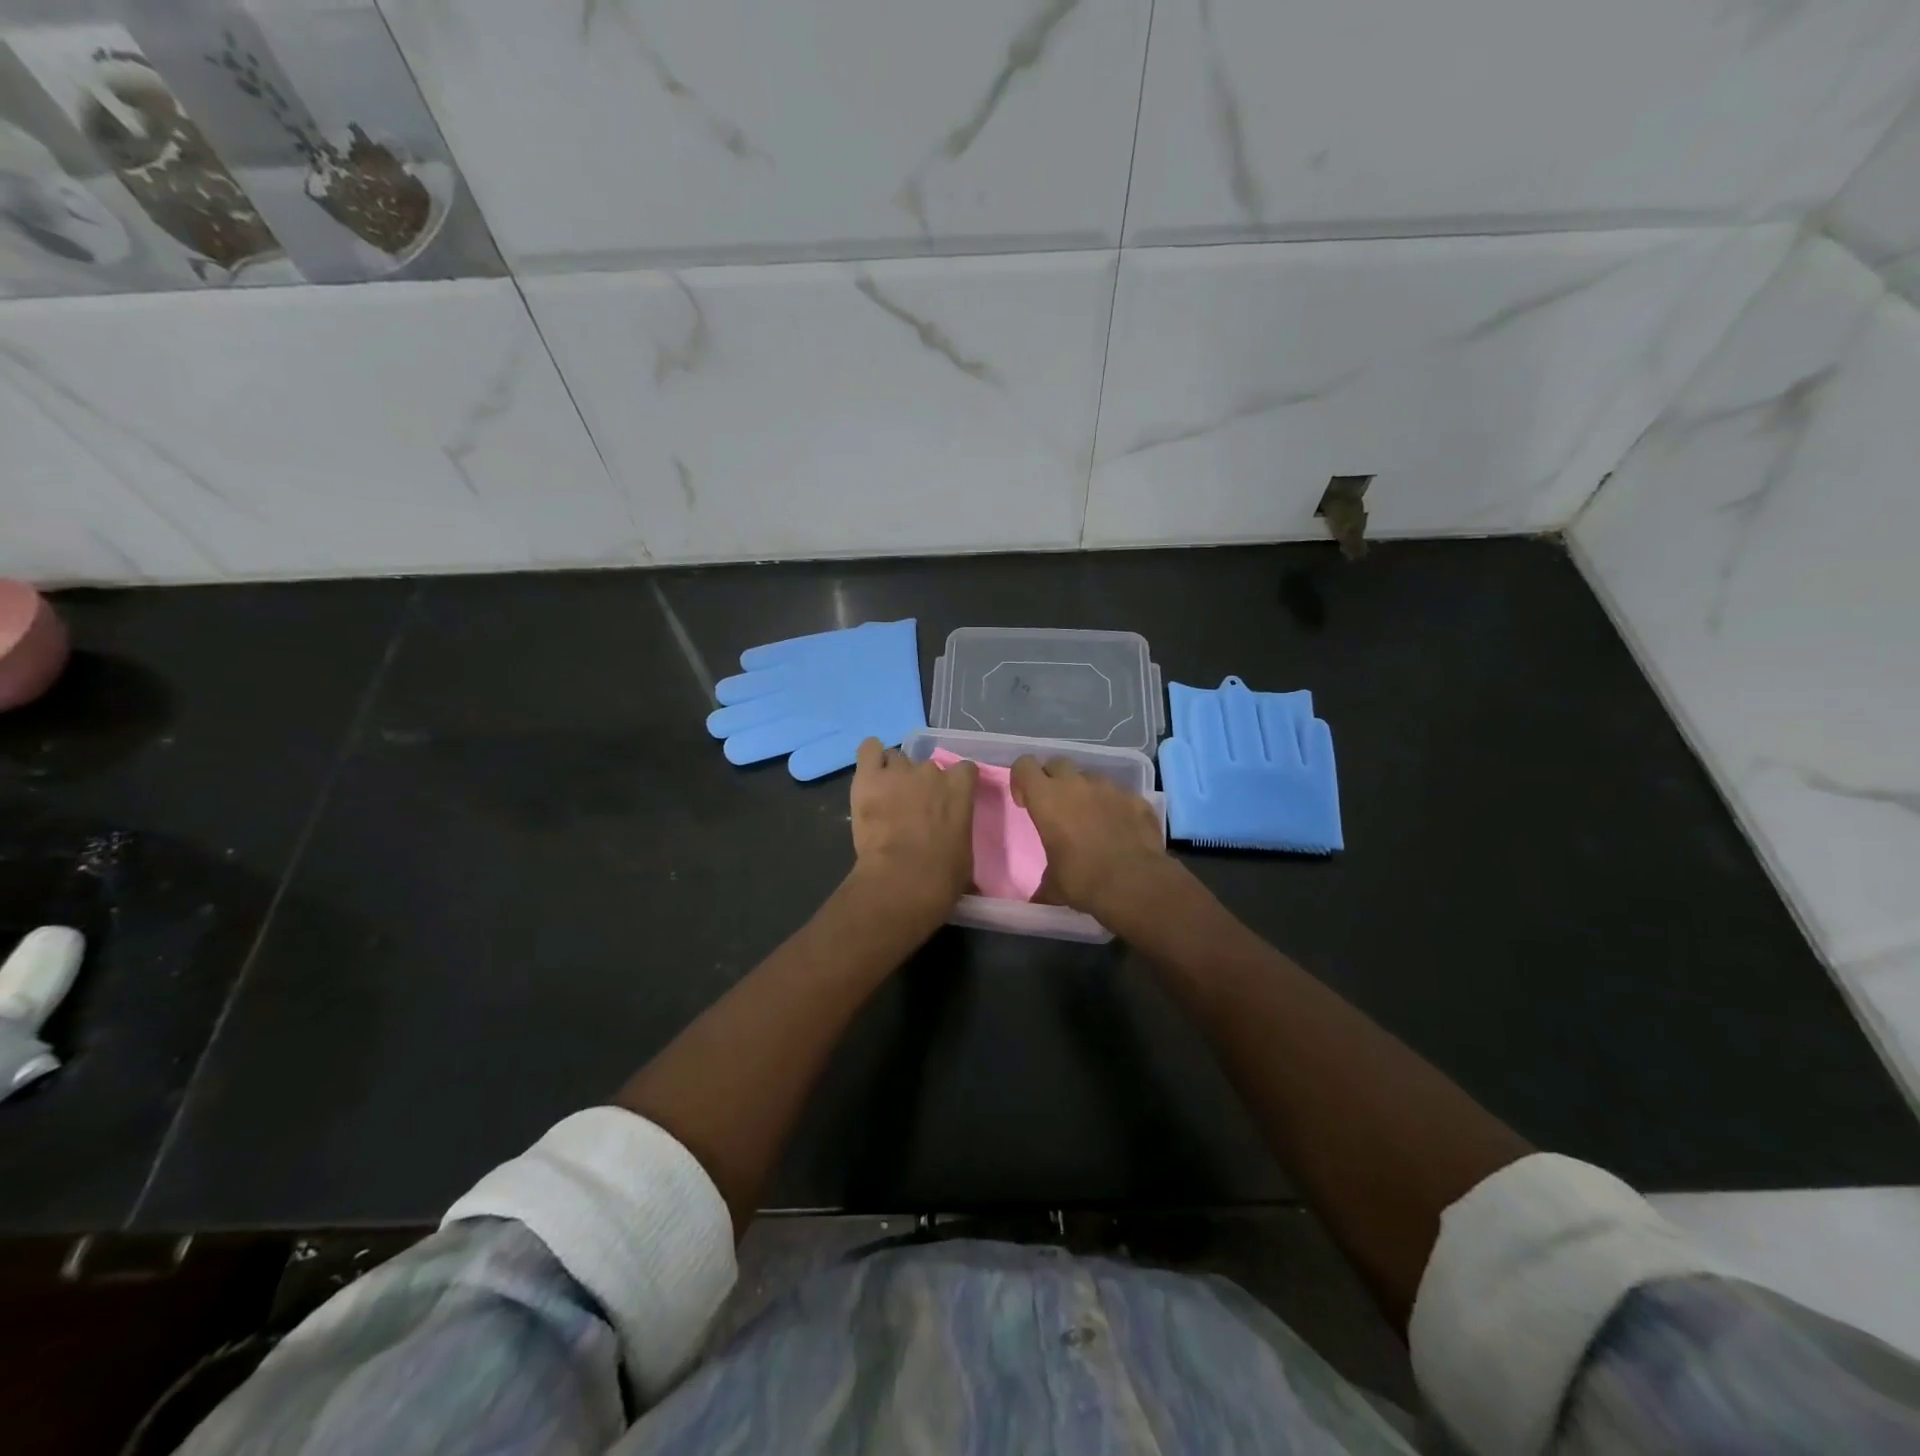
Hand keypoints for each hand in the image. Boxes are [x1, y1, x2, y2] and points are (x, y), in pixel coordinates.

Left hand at [849, 738, 975, 914]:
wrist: (901, 879)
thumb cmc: (942, 875)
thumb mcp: (965, 855)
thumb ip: (960, 834)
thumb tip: (955, 846)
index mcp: (959, 788)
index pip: (965, 769)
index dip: (956, 783)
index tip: (949, 800)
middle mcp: (931, 771)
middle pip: (928, 767)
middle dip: (922, 784)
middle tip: (914, 809)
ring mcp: (899, 770)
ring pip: (897, 760)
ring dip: (895, 775)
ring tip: (887, 798)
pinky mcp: (869, 776)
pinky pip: (869, 749)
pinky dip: (870, 758)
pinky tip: (870, 774)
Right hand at [1011, 756, 1167, 919]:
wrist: (1135, 884)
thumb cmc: (1083, 880)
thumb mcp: (1054, 886)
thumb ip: (1044, 885)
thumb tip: (1037, 900)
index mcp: (1047, 799)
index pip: (1024, 765)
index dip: (1021, 780)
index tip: (1025, 803)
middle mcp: (1077, 785)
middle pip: (1057, 763)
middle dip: (1053, 780)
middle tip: (1056, 808)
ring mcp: (1110, 788)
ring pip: (1090, 777)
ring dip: (1085, 792)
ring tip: (1090, 820)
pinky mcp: (1137, 799)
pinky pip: (1120, 795)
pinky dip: (1116, 807)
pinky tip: (1120, 830)